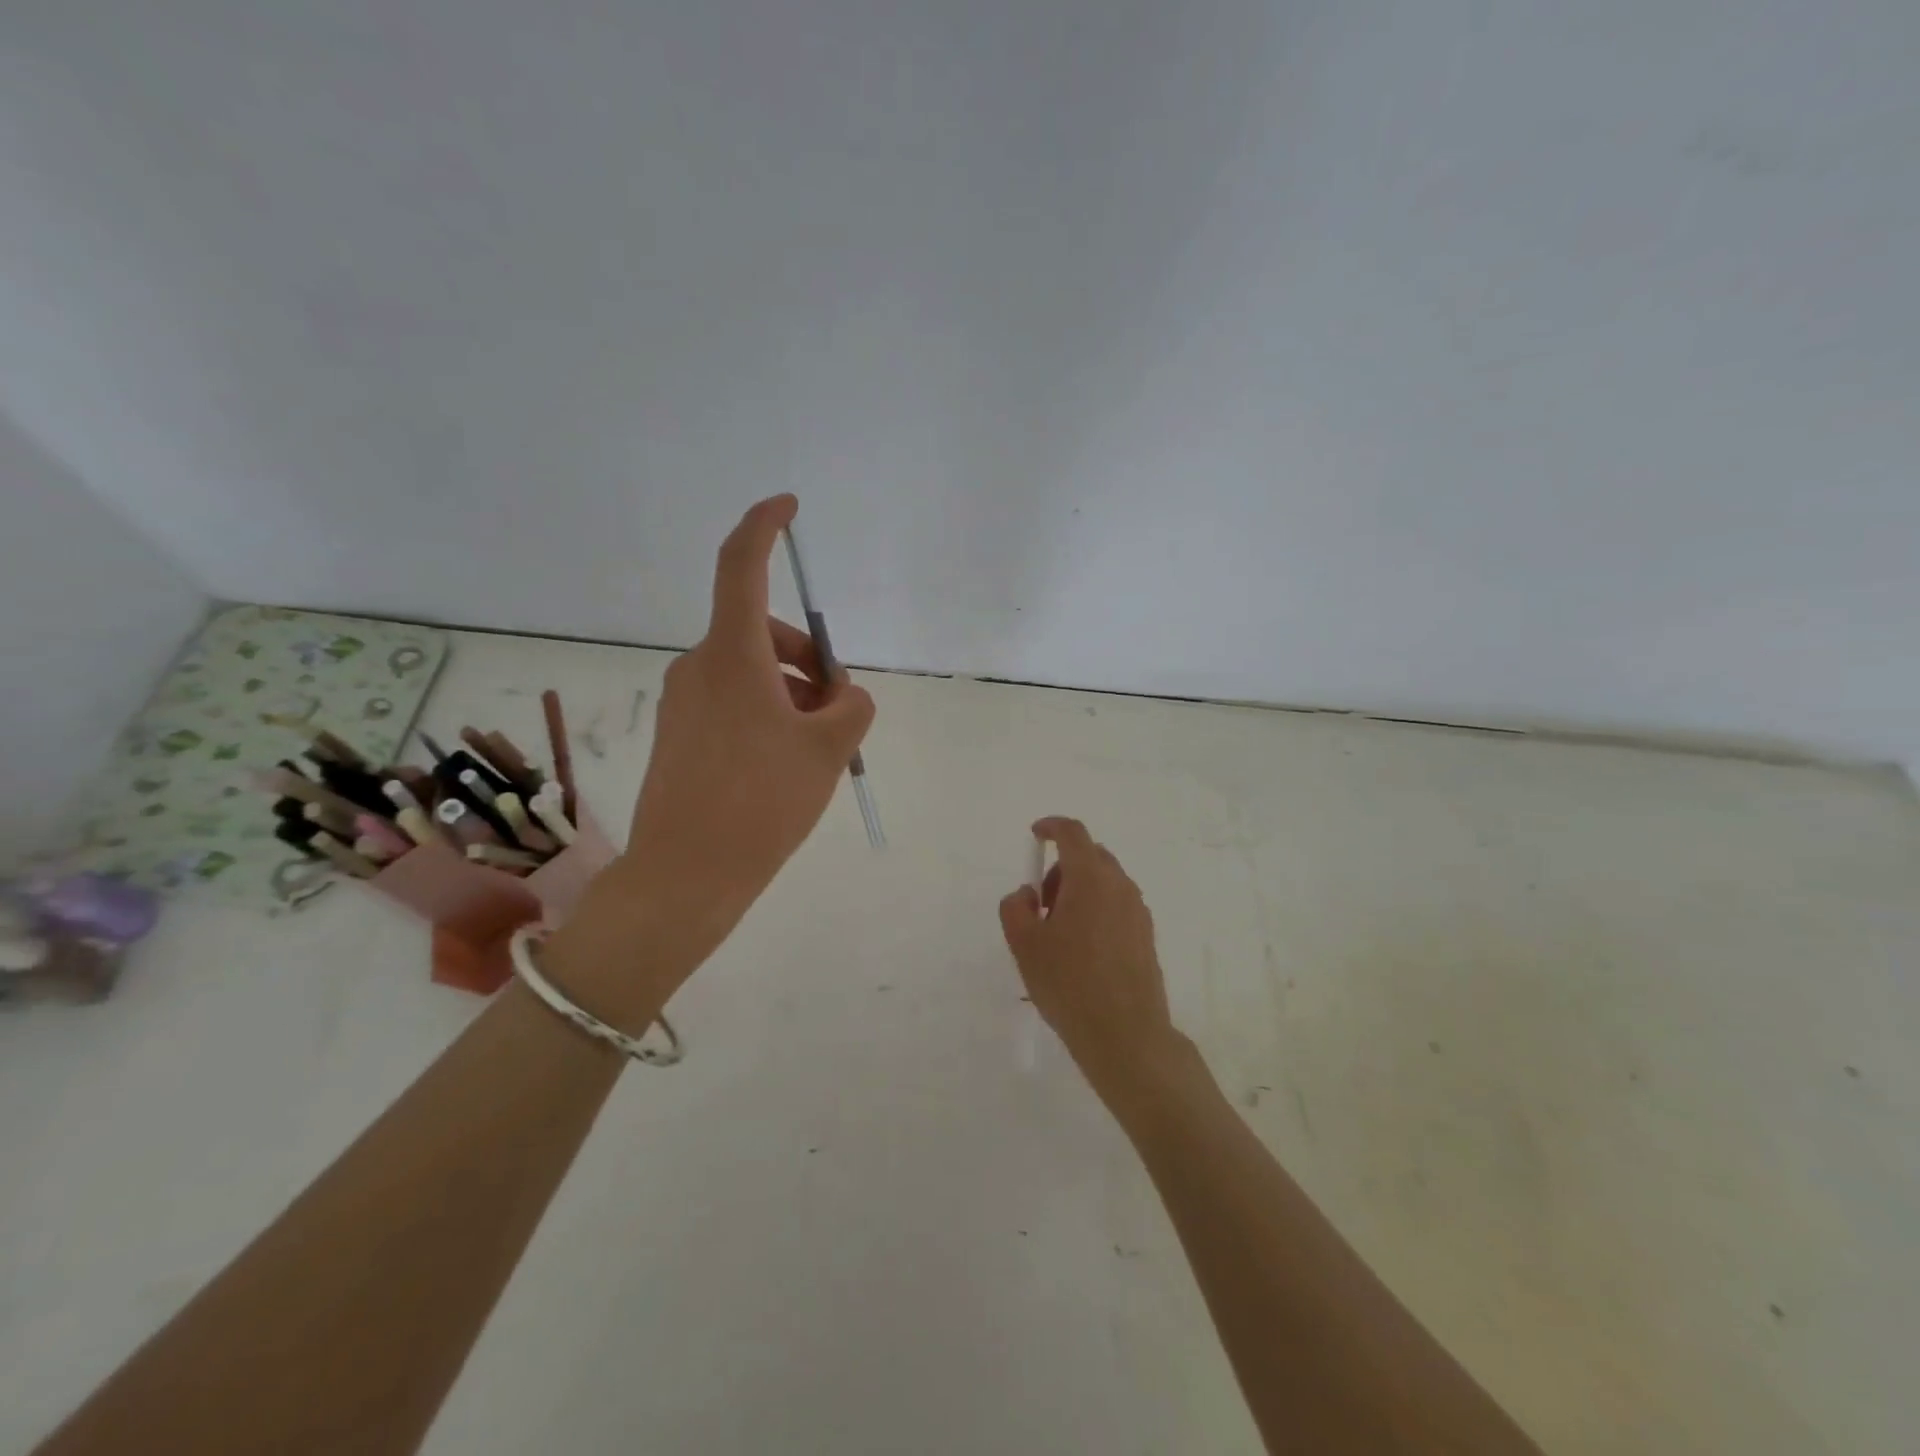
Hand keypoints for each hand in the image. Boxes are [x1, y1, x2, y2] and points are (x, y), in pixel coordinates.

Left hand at [548, 495, 874, 1017]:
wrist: (687, 875)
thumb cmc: (762, 802)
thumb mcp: (829, 748)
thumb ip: (851, 705)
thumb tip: (837, 695)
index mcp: (732, 655)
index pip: (741, 566)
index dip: (764, 526)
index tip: (787, 507)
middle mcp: (699, 666)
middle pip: (762, 632)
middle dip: (809, 660)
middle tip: (838, 711)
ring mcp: (684, 701)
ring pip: (751, 672)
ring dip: (792, 693)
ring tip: (816, 750)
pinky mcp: (680, 732)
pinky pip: (733, 701)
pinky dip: (768, 714)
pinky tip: (784, 764)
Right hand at [999, 818, 1185, 1104]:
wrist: (1125, 1034)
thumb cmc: (1068, 983)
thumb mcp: (1024, 945)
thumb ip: (1015, 908)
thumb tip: (1027, 894)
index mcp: (1090, 879)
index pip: (1073, 834)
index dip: (1052, 827)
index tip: (1035, 835)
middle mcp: (1120, 886)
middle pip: (1090, 856)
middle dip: (1061, 868)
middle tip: (1041, 904)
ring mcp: (1138, 911)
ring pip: (1105, 882)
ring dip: (1079, 890)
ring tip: (1059, 932)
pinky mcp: (1146, 936)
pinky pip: (1117, 906)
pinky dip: (1096, 909)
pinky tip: (1082, 950)